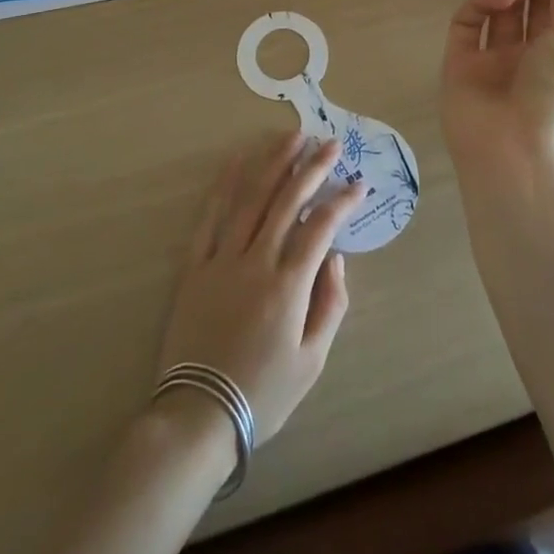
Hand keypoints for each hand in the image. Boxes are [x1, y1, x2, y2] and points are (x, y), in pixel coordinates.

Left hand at [156, 133, 363, 444]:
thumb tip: (336, 257)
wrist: (197, 416)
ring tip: (292, 137)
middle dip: (312, 168)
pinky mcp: (194, 267)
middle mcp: (256, 262)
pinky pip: (210, 217)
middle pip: (287, 201)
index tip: (358, 184)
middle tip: (330, 143)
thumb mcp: (312, 361)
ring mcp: (222, 260)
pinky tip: (237, 160)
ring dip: (274, 163)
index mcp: (288, 286)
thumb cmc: (262, 393)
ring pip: (251, 199)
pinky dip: (224, 185)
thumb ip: (331, 305)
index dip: (342, 201)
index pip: (321, 228)